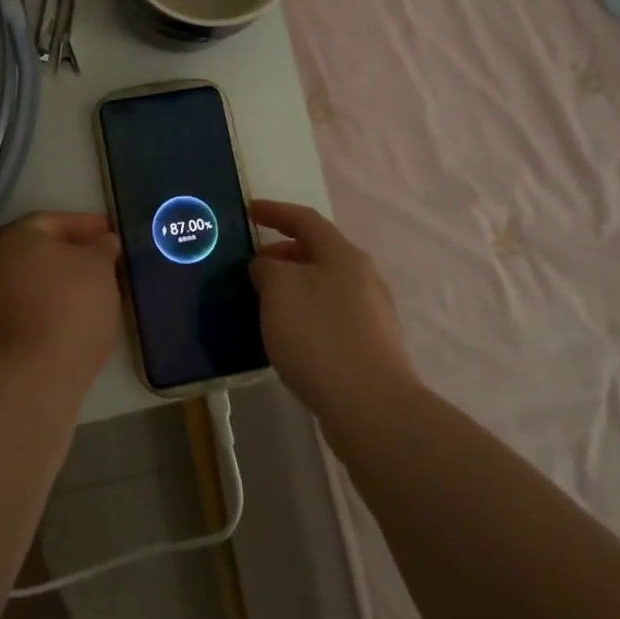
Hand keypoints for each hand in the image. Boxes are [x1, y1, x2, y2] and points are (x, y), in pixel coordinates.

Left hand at [0, 212, 123, 381]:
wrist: (33, 375)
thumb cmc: (71, 306)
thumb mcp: (100, 267)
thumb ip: (101, 246)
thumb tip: (101, 241)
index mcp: (12, 235)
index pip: (54, 221)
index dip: (86, 226)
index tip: (111, 234)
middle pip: (35, 250)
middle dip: (67, 253)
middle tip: (99, 261)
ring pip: (26, 279)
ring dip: (53, 280)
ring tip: (87, 291)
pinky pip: (20, 305)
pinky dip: (42, 304)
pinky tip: (67, 316)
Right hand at [250, 200, 415, 416]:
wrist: (371, 407)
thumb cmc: (319, 335)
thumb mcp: (279, 289)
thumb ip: (267, 268)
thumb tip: (268, 268)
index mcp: (342, 254)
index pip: (305, 219)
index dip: (274, 212)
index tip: (248, 211)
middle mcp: (362, 277)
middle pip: (317, 253)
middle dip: (282, 254)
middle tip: (251, 267)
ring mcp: (370, 314)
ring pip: (323, 286)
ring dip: (292, 287)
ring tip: (262, 303)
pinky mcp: (370, 347)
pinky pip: (329, 317)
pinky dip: (304, 315)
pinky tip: (287, 337)